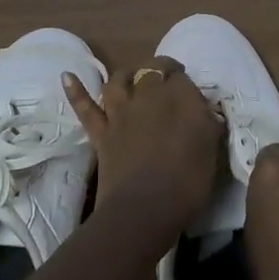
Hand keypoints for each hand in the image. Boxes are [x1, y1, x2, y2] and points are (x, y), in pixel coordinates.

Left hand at [64, 59, 220, 232]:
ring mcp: (121, 113)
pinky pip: (85, 108)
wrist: (145, 209)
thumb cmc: (188, 182)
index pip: (182, 78)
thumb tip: (206, 110)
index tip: (191, 97)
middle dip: (160, 70)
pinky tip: (67, 76)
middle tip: (167, 79)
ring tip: (132, 77)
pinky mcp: (101, 132)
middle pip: (152, 70)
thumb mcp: (211, 149)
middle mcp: (149, 95)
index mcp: (180, 97)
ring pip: (119, 81)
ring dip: (126, 75)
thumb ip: (209, 124)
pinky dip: (75, 91)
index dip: (185, 84)